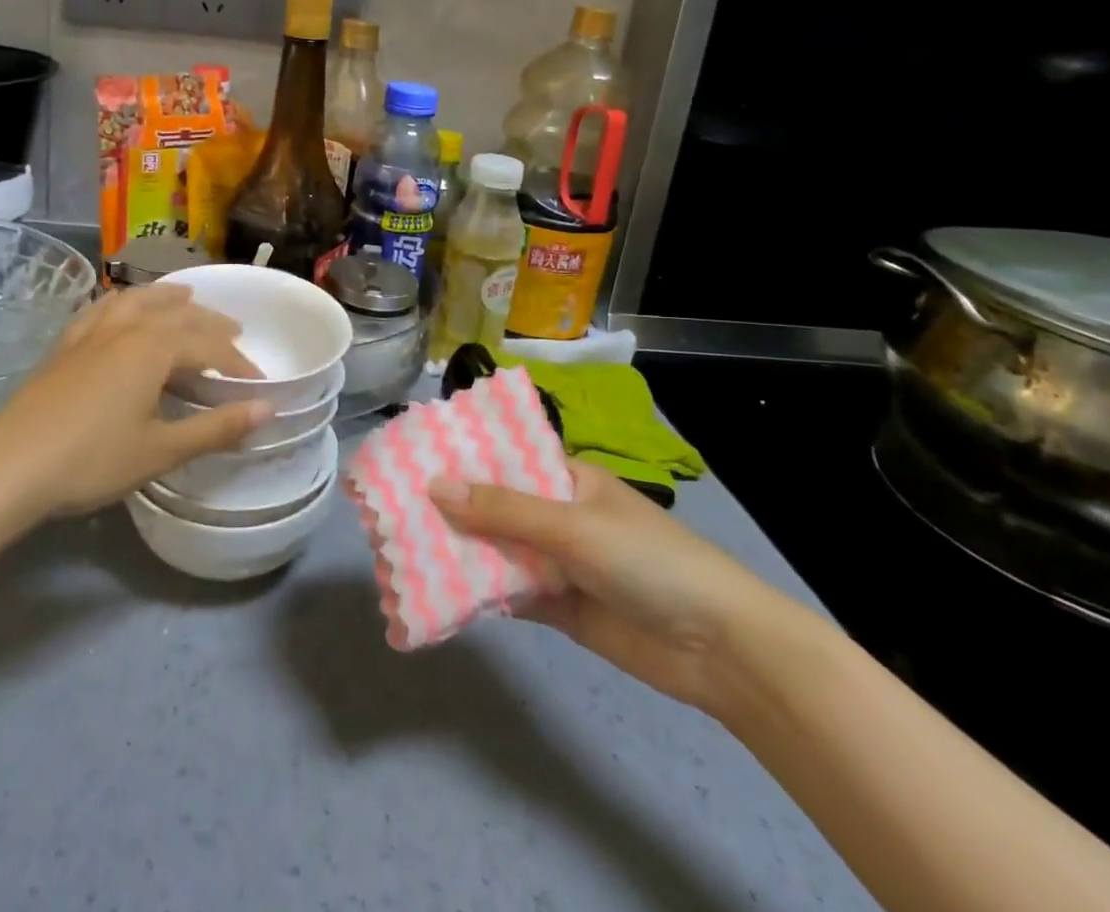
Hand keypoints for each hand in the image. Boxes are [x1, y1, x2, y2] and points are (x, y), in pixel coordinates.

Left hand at [0, 286, 270, 560]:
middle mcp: (126, 329)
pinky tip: (122, 306)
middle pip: (178, 315)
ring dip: (168, 298)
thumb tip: (269, 408)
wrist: (7, 468)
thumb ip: (217, 428)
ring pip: (138, 301)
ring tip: (186, 297)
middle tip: (235, 332)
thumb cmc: (91, 461)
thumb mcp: (161, 450)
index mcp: (154, 349)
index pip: (209, 347)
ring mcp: (91, 333)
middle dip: (211, 323)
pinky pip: (102, 308)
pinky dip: (124, 301)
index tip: (258, 383)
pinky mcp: (65, 345)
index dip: (237, 363)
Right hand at [429, 461, 785, 713]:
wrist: (719, 650)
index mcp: (567, 479)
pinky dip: (478, 592)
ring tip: (400, 549)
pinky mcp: (558, 608)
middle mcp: (558, 515)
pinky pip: (509, 592)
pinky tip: (437, 591)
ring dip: (458, 551)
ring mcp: (557, 563)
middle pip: (494, 507)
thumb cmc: (648, 561)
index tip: (410, 458)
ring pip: (497, 550)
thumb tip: (434, 486)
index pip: (504, 459)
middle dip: (450, 509)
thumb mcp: (573, 526)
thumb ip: (503, 510)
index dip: (461, 458)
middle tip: (390, 509)